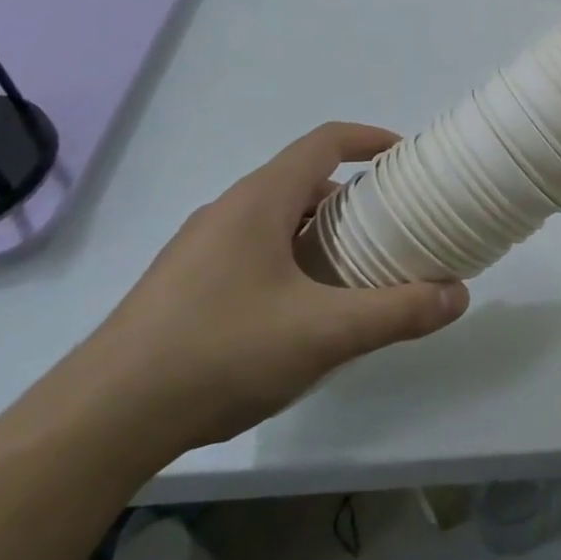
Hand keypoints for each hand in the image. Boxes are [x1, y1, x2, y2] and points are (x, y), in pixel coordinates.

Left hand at [67, 123, 468, 459]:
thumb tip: (459, 295)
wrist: (101, 420)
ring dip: (320, 233)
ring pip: (276, 221)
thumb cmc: (220, 353)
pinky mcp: (183, 285)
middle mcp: (227, 212)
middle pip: (303, 182)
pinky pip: (252, 252)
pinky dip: (290, 261)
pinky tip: (300, 314)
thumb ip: (398, 312)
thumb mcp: (324, 334)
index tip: (406, 157)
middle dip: (353, 198)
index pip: (324, 142)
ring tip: (354, 273)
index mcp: (259, 201)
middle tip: (392, 229)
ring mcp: (199, 249)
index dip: (370, 139)